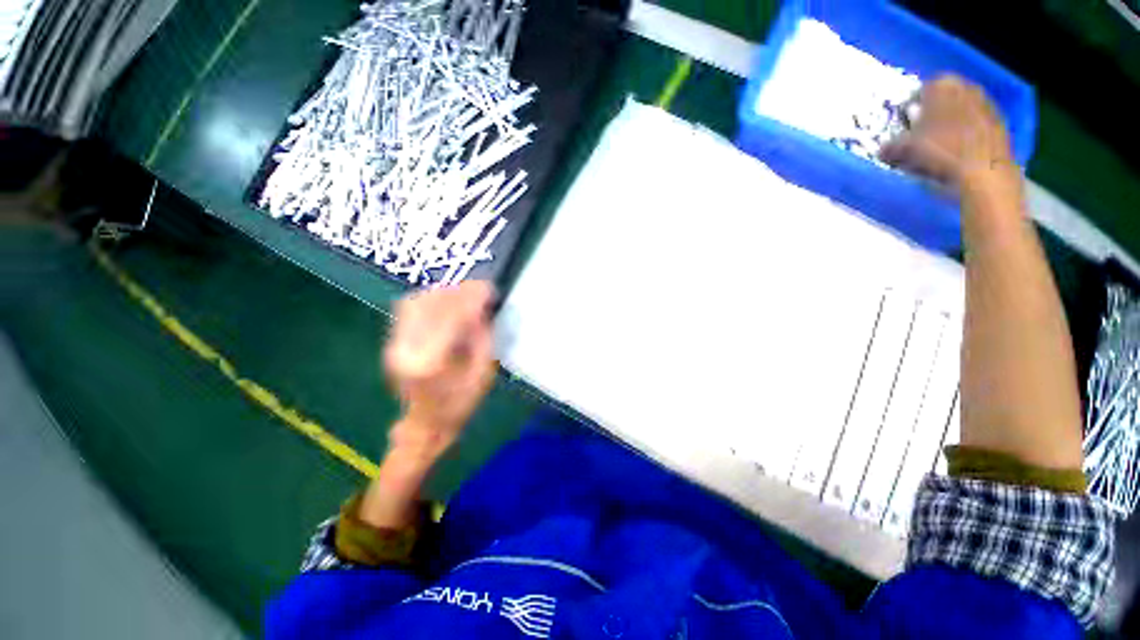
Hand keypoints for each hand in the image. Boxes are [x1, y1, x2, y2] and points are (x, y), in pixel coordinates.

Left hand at [384, 281, 496, 464]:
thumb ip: (481, 338)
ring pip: (415, 303)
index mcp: (430, 363)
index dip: (470, 299)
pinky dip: (430, 299)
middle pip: (429, 306)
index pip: (449, 318)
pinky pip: (409, 309)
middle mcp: (406, 350)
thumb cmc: (460, 404)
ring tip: (465, 292)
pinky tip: (446, 300)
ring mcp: (395, 345)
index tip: (488, 288)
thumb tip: (481, 308)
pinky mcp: (393, 342)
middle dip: (458, 291)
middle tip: (480, 287)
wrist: (426, 424)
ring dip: (443, 292)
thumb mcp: (482, 373)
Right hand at [881, 74, 1016, 193]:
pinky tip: (957, 154)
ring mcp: (986, 105)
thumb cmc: (940, 152)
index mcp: (942, 86)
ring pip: (960, 112)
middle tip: (919, 136)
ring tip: (937, 148)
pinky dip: (965, 136)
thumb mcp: (904, 151)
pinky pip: (975, 126)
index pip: (920, 91)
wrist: (983, 172)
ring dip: (949, 125)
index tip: (903, 126)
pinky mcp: (999, 124)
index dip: (909, 109)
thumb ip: (890, 147)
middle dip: (931, 115)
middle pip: (943, 100)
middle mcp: (966, 87)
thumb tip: (882, 149)